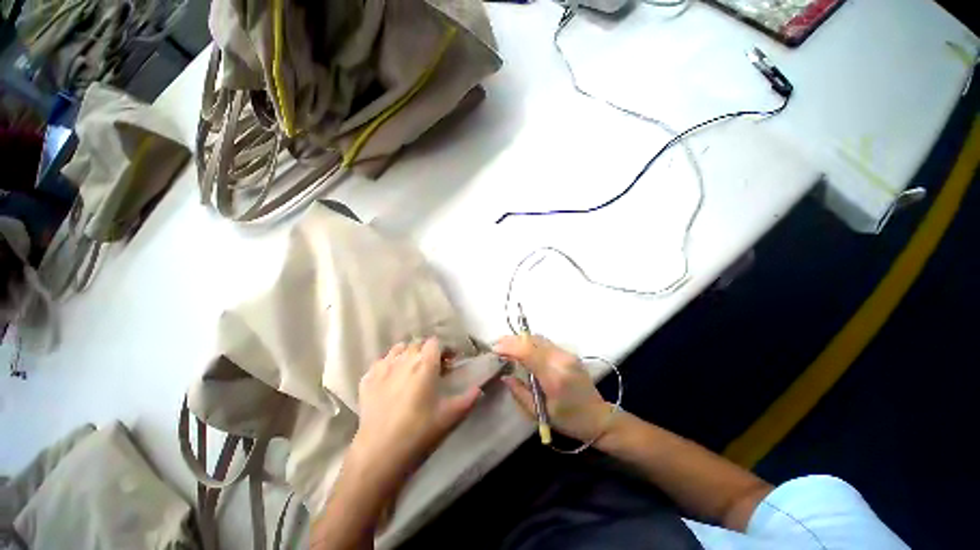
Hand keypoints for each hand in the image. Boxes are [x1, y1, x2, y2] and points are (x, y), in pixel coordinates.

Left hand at [347, 338, 481, 490]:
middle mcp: (404, 359)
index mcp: (425, 364)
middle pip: (417, 344)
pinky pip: (379, 362)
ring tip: (411, 370)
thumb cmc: (419, 431)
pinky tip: (390, 379)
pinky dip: (387, 365)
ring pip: (397, 349)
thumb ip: (468, 399)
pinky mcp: (366, 380)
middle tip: (432, 368)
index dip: (444, 349)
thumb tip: (479, 389)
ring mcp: (383, 368)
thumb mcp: (450, 416)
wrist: (380, 453)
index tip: (449, 362)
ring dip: (407, 354)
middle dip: (427, 351)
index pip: (435, 342)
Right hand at [495, 335, 610, 442]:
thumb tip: (505, 376)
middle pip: (533, 340)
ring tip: (506, 345)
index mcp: (554, 377)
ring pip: (539, 338)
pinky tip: (522, 348)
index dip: (510, 347)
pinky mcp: (569, 353)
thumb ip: (520, 393)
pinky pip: (545, 342)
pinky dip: (530, 342)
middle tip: (497, 344)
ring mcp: (567, 354)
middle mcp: (561, 360)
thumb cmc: (569, 420)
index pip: (528, 352)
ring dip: (521, 339)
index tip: (495, 349)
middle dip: (512, 340)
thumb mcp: (540, 413)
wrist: (599, 416)